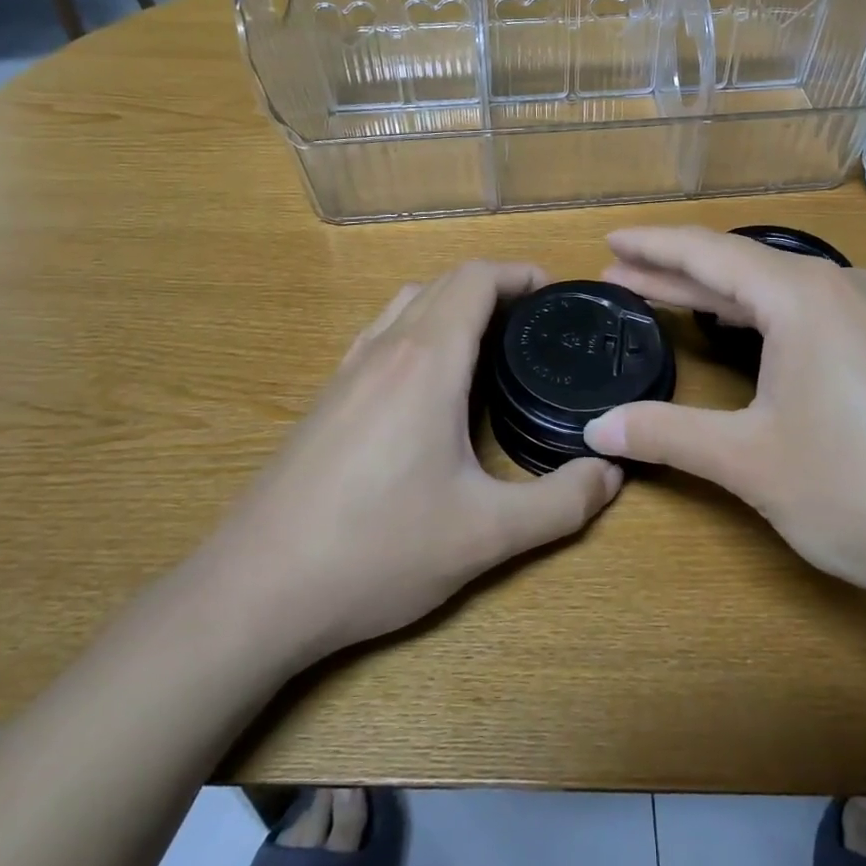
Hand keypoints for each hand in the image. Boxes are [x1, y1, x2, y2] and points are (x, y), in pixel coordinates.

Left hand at [208, 261, 623, 662]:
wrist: (254, 591)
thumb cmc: (377, 551)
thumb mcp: (485, 535)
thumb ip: (561, 503)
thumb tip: (611, 474)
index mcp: (426, 361)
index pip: (475, 279)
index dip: (519, 274)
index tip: (554, 295)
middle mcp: (384, 350)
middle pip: (442, 284)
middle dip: (493, 289)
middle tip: (534, 326)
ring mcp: (345, 373)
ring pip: (405, 306)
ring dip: (450, 307)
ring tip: (487, 348)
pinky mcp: (323, 401)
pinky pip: (379, 338)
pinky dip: (416, 333)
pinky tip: (427, 390)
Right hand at [582, 227, 865, 634]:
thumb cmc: (860, 490)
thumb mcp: (749, 461)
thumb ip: (667, 434)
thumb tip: (596, 429)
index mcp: (801, 296)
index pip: (707, 252)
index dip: (652, 245)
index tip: (609, 239)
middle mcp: (841, 288)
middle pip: (742, 265)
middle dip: (677, 270)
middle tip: (622, 272)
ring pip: (780, 290)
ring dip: (722, 294)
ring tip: (671, 297)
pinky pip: (813, 313)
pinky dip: (764, 316)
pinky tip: (751, 334)